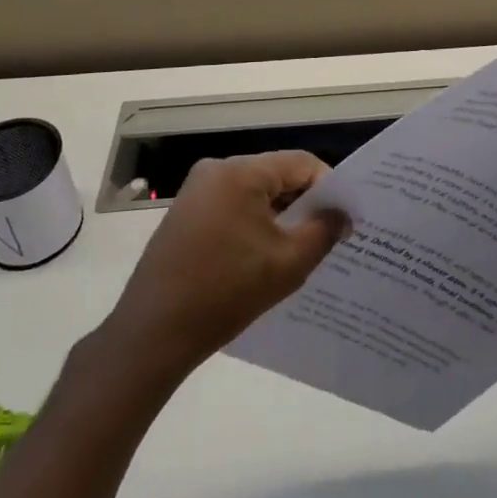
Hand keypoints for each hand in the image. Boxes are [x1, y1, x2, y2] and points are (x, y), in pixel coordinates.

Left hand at [104, 152, 348, 371]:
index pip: (301, 163)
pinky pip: (233, 208)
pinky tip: (262, 259)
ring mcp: (196, 192)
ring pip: (255, 194)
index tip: (344, 220)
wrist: (152, 334)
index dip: (329, 188)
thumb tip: (343, 214)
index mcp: (241, 171)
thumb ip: (324, 231)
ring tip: (298, 251)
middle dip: (304, 204)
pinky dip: (253, 226)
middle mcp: (216, 170)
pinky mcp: (184, 215)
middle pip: (277, 175)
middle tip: (328, 236)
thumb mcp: (288, 263)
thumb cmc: (225, 292)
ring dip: (279, 217)